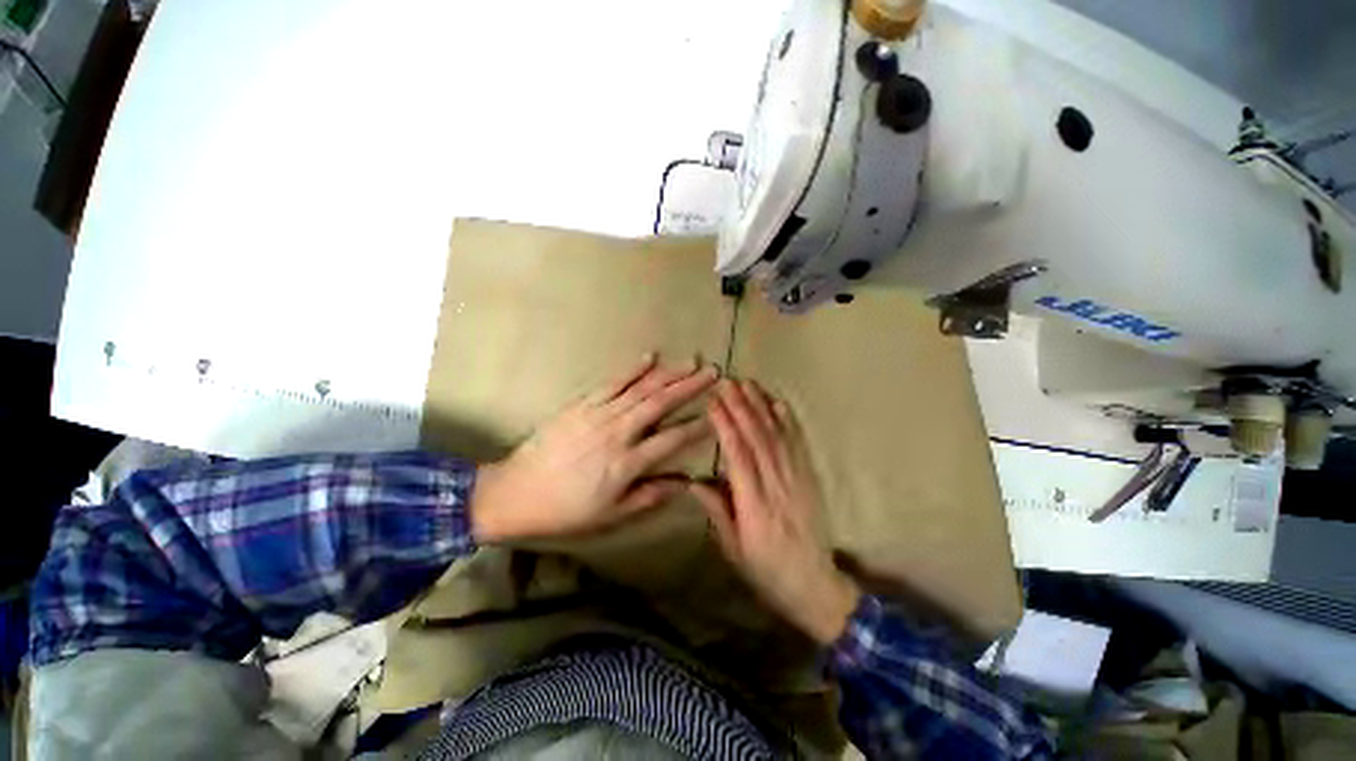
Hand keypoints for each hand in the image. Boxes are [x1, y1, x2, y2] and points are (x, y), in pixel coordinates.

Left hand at [471, 354, 717, 542]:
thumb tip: (685, 483)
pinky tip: (650, 357)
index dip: (697, 426)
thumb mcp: (611, 514)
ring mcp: (598, 414)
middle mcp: (617, 432)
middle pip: (660, 404)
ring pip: (641, 389)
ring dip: (669, 374)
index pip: (672, 439)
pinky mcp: (581, 404)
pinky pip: (612, 383)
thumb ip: (650, 496)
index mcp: (627, 463)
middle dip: (690, 387)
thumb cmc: (567, 509)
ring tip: (691, 363)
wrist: (516, 493)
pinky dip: (633, 369)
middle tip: (713, 373)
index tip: (716, 415)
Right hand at [690, 380, 860, 644]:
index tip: (714, 403)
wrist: (815, 585)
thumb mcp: (733, 550)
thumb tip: (693, 482)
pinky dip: (789, 422)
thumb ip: (716, 512)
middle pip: (758, 439)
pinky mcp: (810, 479)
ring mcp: (797, 480)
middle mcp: (777, 486)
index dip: (726, 427)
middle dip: (742, 407)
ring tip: (749, 384)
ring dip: (763, 407)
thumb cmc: (766, 570)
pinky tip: (779, 403)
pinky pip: (799, 445)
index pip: (738, 457)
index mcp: (754, 506)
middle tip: (728, 382)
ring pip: (778, 437)